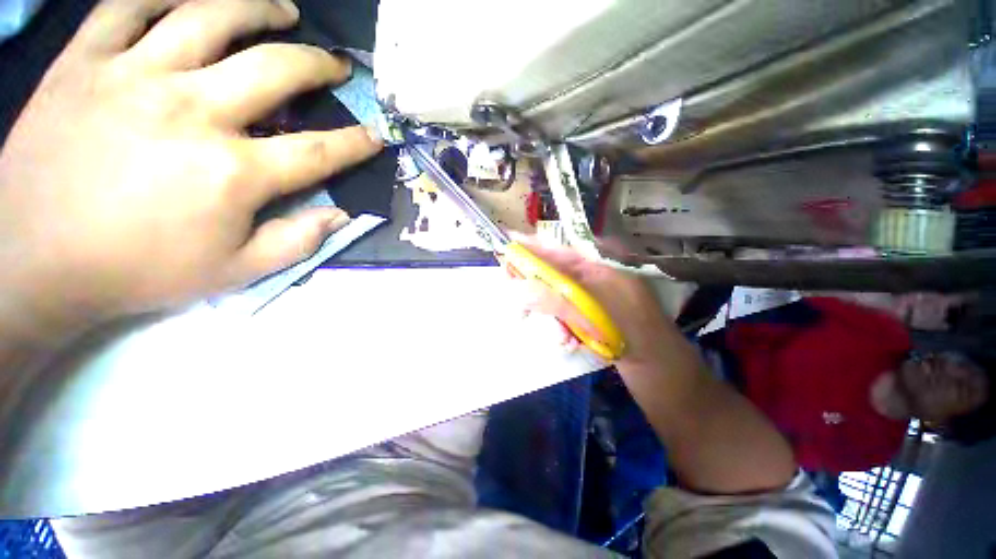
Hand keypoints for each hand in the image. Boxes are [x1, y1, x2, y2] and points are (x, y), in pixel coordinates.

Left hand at [0, 0, 381, 338]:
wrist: (34, 262)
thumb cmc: (139, 271)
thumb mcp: (235, 271)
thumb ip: (298, 241)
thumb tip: (341, 216)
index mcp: (233, 172)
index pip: (319, 151)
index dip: (356, 143)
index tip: (376, 134)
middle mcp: (192, 111)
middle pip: (275, 70)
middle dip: (319, 65)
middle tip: (336, 64)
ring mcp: (133, 77)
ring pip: (210, 16)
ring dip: (258, 9)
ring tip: (282, 11)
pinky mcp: (84, 62)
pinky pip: (130, 5)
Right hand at [518, 238, 797, 492]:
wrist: (671, 385)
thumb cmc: (643, 348)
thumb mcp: (600, 321)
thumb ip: (558, 302)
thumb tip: (518, 288)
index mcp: (606, 268)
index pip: (561, 250)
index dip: (533, 248)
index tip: (506, 247)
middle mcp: (599, 278)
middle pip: (555, 272)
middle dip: (537, 289)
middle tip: (520, 307)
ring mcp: (596, 299)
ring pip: (557, 295)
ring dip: (550, 314)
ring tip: (559, 337)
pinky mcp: (594, 318)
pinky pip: (565, 314)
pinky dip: (560, 327)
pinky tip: (567, 341)